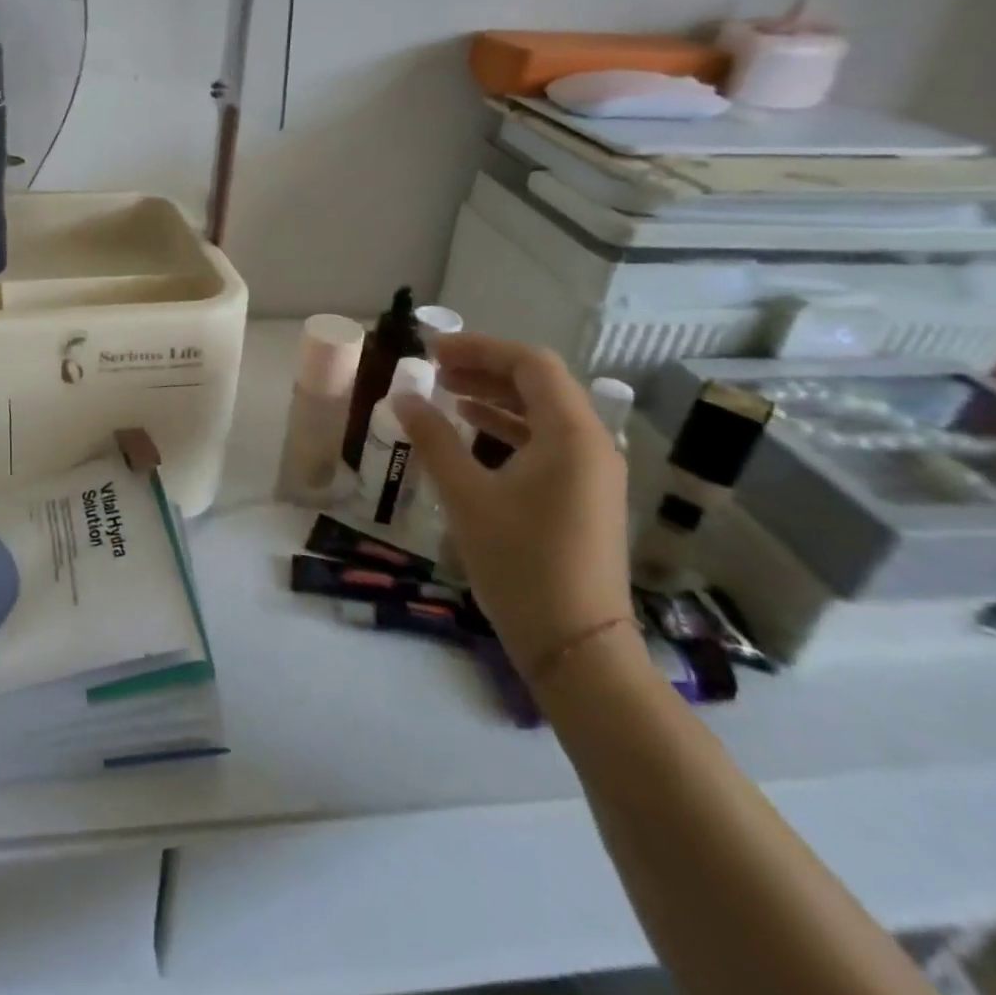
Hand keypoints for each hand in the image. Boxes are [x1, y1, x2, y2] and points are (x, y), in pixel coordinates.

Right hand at [392, 333, 633, 681]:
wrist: (576, 646)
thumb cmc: (520, 564)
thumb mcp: (467, 497)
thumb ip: (433, 440)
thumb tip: (402, 398)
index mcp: (571, 435)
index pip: (530, 364)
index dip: (480, 348)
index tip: (433, 350)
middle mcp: (592, 443)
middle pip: (538, 384)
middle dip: (484, 369)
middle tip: (434, 367)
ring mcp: (593, 471)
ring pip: (542, 412)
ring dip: (494, 397)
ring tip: (446, 392)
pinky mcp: (585, 494)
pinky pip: (546, 441)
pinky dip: (508, 427)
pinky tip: (472, 430)